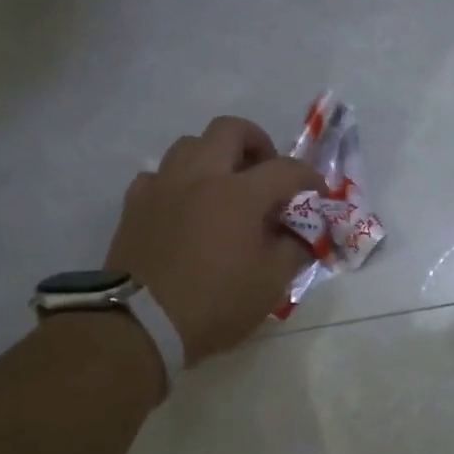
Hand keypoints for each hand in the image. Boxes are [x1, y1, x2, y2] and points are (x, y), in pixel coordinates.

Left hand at [104, 117, 321, 366]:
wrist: (141, 324)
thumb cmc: (215, 304)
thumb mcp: (270, 285)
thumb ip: (293, 251)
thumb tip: (301, 236)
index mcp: (239, 194)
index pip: (286, 169)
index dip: (309, 178)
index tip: (318, 195)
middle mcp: (200, 176)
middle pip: (230, 129)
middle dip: (257, 143)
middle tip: (266, 172)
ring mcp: (163, 186)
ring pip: (190, 144)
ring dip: (214, 156)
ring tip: (225, 186)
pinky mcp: (134, 204)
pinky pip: (159, 175)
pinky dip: (178, 182)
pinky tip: (185, 206)